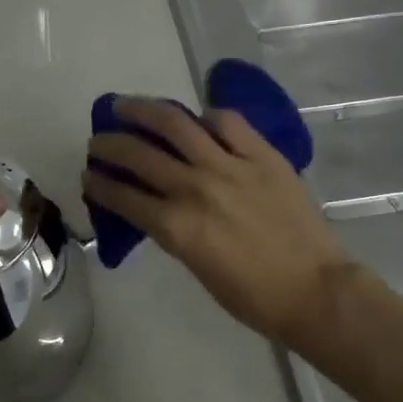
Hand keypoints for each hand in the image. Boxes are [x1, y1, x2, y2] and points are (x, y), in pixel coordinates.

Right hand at [84, 99, 357, 347]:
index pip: (123, 196)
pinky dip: (205, 117)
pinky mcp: (262, 155)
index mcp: (176, 227)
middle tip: (98, 141)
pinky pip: (227, 122)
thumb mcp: (196, 266)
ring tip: (126, 106)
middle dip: (109, 145)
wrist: (314, 290)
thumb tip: (154, 206)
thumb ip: (172, 230)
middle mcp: (195, 188)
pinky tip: (196, 120)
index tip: (87, 175)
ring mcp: (230, 166)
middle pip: (139, 155)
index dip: (99, 184)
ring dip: (142, 111)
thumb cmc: (252, 295)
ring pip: (176, 124)